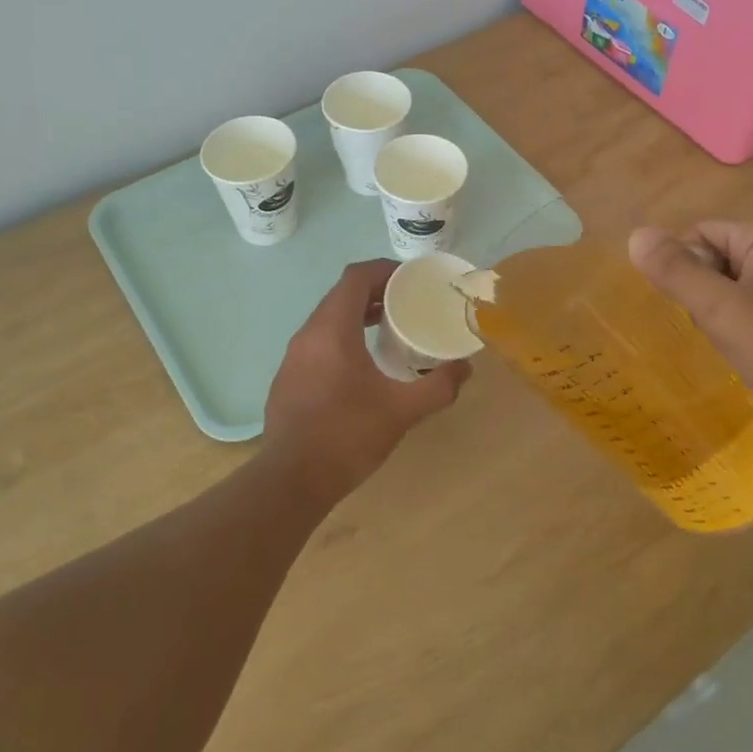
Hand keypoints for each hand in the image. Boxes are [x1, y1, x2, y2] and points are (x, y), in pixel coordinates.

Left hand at [263, 259, 472, 499]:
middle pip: (341, 296)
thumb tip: (465, 369)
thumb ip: (438, 387)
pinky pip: (317, 344)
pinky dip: (342, 340)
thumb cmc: (347, 436)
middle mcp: (307, 335)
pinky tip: (362, 367)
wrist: (292, 481)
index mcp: (332, 330)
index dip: (385, 270)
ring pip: (327, 321)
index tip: (411, 279)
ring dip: (357, 316)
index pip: (356, 278)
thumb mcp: (402, 411)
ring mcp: (292, 358)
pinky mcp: (287, 380)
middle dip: (375, 293)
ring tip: (389, 330)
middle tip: (407, 304)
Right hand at [628, 219, 752, 446]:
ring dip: (733, 318)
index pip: (701, 233)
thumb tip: (637, 234)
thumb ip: (677, 272)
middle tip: (714, 335)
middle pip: (724, 260)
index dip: (683, 269)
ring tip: (738, 352)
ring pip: (749, 290)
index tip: (689, 312)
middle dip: (708, 297)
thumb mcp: (723, 310)